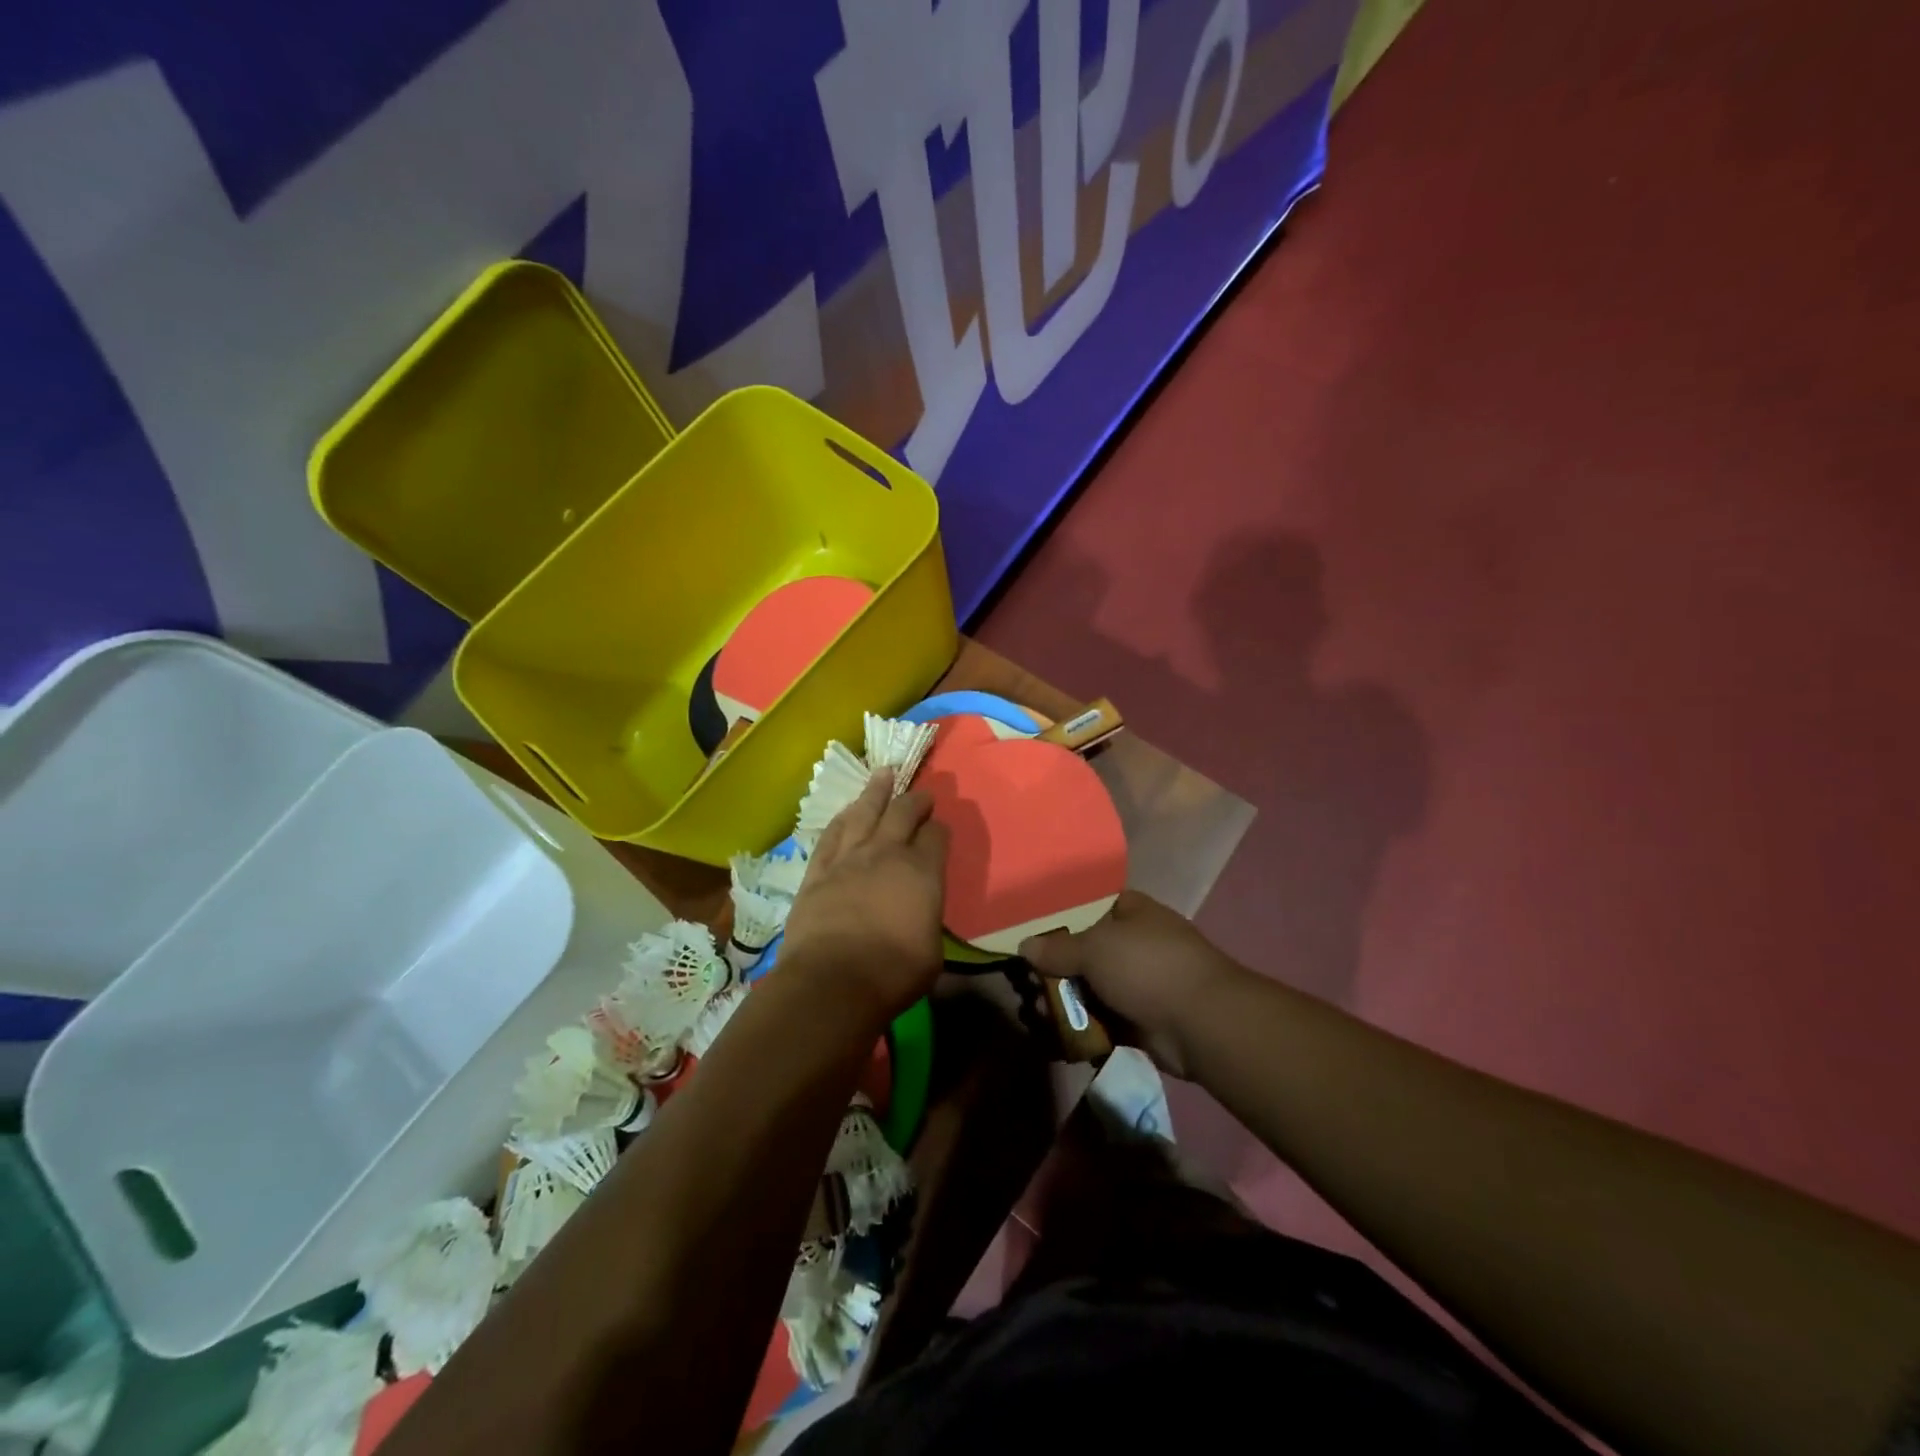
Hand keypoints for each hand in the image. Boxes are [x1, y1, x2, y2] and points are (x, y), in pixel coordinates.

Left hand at [781, 769, 948, 1022]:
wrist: (832, 981)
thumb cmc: (893, 972)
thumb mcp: (932, 951)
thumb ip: (928, 919)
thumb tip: (919, 914)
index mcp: (922, 871)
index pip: (936, 836)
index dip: (940, 830)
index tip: (940, 829)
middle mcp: (886, 854)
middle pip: (902, 813)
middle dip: (915, 800)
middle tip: (921, 793)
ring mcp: (848, 859)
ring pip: (864, 812)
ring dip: (876, 791)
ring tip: (883, 774)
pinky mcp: (817, 872)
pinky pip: (830, 835)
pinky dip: (841, 819)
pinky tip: (846, 811)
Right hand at [1020, 891, 1243, 1078]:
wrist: (1202, 1023)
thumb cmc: (1147, 967)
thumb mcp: (1094, 948)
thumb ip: (1057, 948)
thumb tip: (1024, 945)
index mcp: (1132, 912)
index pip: (1090, 906)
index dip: (1060, 917)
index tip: (1030, 933)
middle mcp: (1136, 944)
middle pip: (1085, 952)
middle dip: (1055, 969)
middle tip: (1025, 982)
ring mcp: (1139, 984)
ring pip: (1091, 989)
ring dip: (1064, 1003)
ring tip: (1034, 1013)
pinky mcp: (1140, 1021)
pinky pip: (1102, 1021)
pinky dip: (1081, 1028)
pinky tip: (1054, 1036)